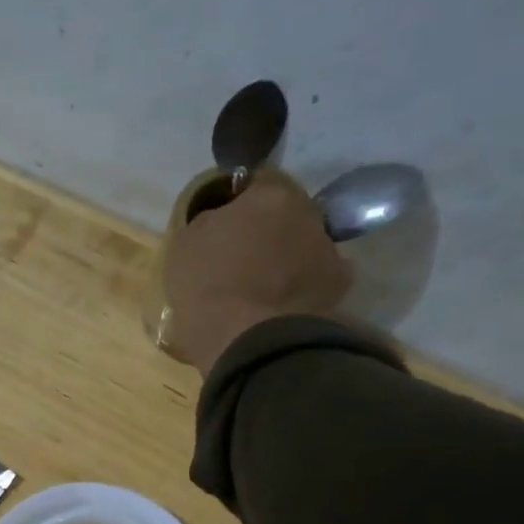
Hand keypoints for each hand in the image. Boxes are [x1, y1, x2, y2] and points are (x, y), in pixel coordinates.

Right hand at [163, 167, 353, 375]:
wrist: (249, 341)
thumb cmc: (208, 286)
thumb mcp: (184, 245)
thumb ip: (208, 223)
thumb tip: (220, 221)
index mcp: (270, 195)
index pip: (256, 182)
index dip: (237, 201)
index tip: (221, 224)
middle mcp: (308, 213)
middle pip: (285, 214)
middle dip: (266, 231)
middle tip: (239, 258)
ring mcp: (329, 251)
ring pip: (302, 247)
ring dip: (285, 260)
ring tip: (259, 289)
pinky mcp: (339, 289)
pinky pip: (313, 282)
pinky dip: (299, 291)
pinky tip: (278, 308)